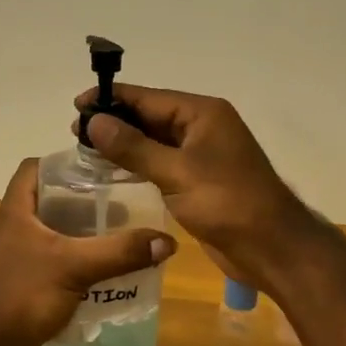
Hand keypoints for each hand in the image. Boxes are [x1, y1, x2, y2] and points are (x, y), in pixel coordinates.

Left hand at [0, 158, 177, 345]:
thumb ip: (120, 252)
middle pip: (49, 202)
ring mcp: (14, 260)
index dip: (63, 162)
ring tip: (119, 238)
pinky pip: (52, 265)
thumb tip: (167, 241)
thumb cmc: (23, 295)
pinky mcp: (20, 286)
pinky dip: (75, 265)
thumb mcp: (76, 267)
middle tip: (120, 205)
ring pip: (52, 236)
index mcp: (15, 212)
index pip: (34, 168)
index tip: (98, 168)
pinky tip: (102, 275)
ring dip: (81, 236)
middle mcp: (11, 230)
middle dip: (84, 202)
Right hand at [74, 85, 313, 294]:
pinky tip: (112, 172)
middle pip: (150, 116)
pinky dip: (137, 165)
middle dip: (115, 122)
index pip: (148, 97)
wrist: (271, 248)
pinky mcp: (198, 181)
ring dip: (123, 144)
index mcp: (202, 113)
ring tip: (86, 150)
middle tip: (74, 132)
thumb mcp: (176, 172)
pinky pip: (161, 164)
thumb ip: (133, 147)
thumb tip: (95, 121)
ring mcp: (201, 155)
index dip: (112, 99)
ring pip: (154, 142)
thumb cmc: (226, 203)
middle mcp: (202, 128)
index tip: (77, 104)